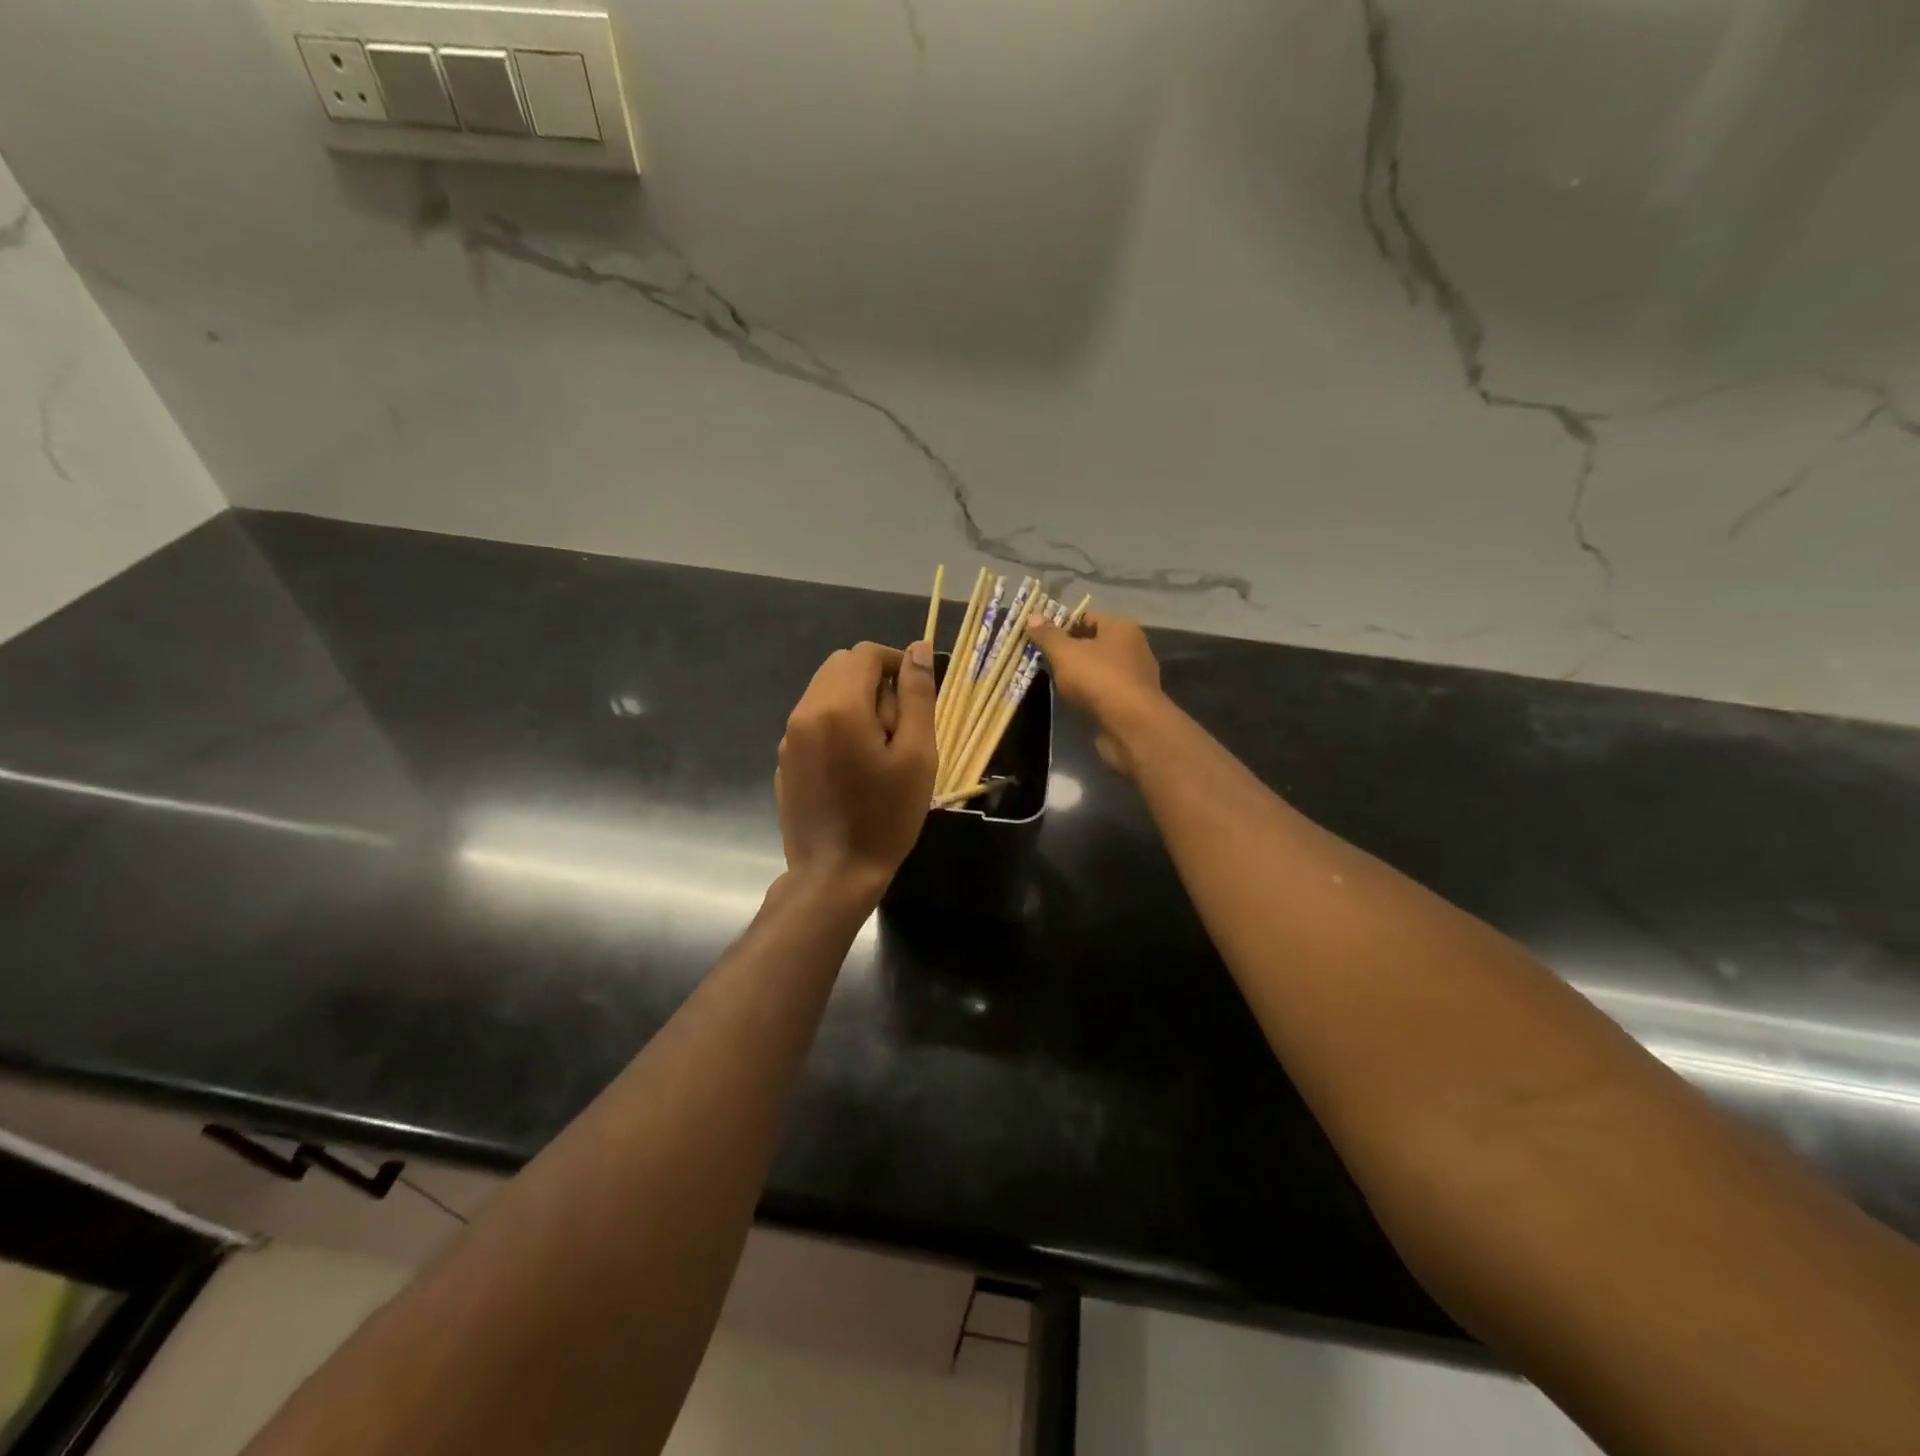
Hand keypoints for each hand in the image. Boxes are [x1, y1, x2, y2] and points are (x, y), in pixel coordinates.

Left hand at [776, 641, 937, 899]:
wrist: (834, 874)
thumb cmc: (885, 816)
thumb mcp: (917, 755)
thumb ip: (918, 696)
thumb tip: (918, 649)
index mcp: (838, 706)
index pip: (866, 654)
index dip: (897, 663)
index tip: (917, 694)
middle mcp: (805, 712)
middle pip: (841, 667)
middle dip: (874, 682)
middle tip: (900, 726)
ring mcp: (789, 737)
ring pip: (825, 693)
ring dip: (855, 703)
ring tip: (878, 748)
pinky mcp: (785, 760)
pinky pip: (813, 722)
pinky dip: (836, 725)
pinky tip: (853, 768)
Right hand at [1024, 611, 1163, 778]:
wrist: (1131, 725)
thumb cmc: (1098, 679)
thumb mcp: (1065, 653)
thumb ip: (1048, 635)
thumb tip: (1032, 616)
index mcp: (1121, 627)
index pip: (1086, 617)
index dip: (1060, 625)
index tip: (1038, 637)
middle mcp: (1133, 647)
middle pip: (1093, 642)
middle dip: (1067, 650)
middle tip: (1041, 659)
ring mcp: (1135, 676)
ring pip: (1099, 668)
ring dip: (1078, 673)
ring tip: (1053, 680)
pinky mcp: (1133, 701)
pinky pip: (1104, 690)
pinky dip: (1089, 692)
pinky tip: (1073, 700)